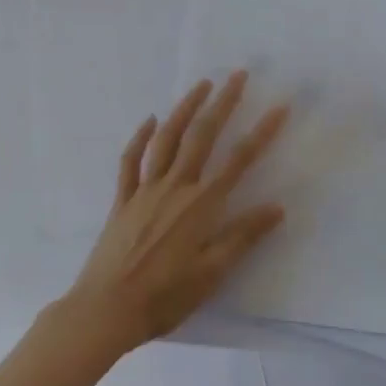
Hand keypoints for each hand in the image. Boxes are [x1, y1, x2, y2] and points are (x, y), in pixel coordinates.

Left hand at [58, 71, 288, 354]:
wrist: (106, 309)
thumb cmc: (165, 297)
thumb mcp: (212, 273)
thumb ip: (243, 236)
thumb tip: (277, 207)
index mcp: (202, 205)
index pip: (239, 160)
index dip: (262, 133)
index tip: (279, 107)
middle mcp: (176, 187)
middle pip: (202, 136)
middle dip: (222, 103)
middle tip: (237, 76)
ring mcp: (145, 190)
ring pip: (167, 138)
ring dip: (185, 108)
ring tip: (200, 85)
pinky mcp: (122, 199)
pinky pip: (131, 160)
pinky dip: (141, 137)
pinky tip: (150, 119)